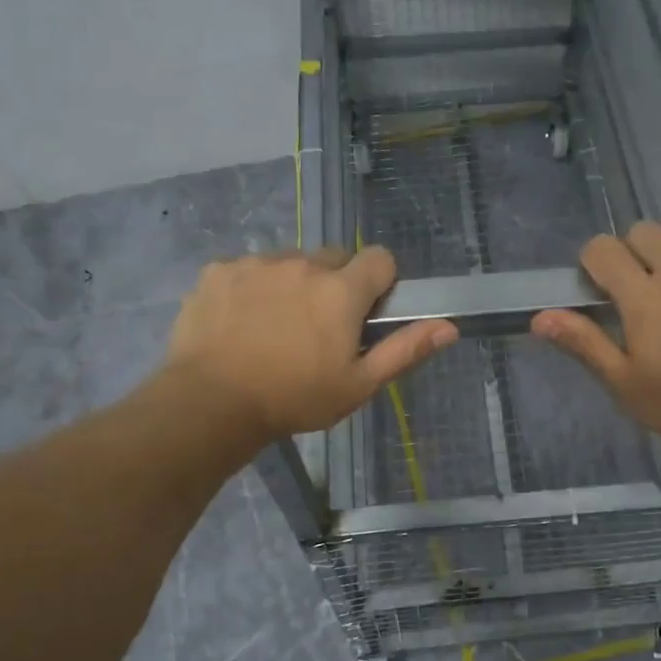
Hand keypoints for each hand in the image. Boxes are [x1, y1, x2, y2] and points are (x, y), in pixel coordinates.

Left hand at [165, 247, 456, 441]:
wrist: (211, 403)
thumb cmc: (294, 398)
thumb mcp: (358, 385)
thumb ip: (405, 350)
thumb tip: (450, 326)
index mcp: (341, 290)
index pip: (380, 258)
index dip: (380, 283)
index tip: (365, 313)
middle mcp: (302, 264)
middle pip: (333, 258)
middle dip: (335, 284)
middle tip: (319, 327)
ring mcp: (256, 264)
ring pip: (289, 262)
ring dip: (292, 284)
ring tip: (275, 328)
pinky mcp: (218, 271)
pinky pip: (247, 269)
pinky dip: (251, 289)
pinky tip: (240, 323)